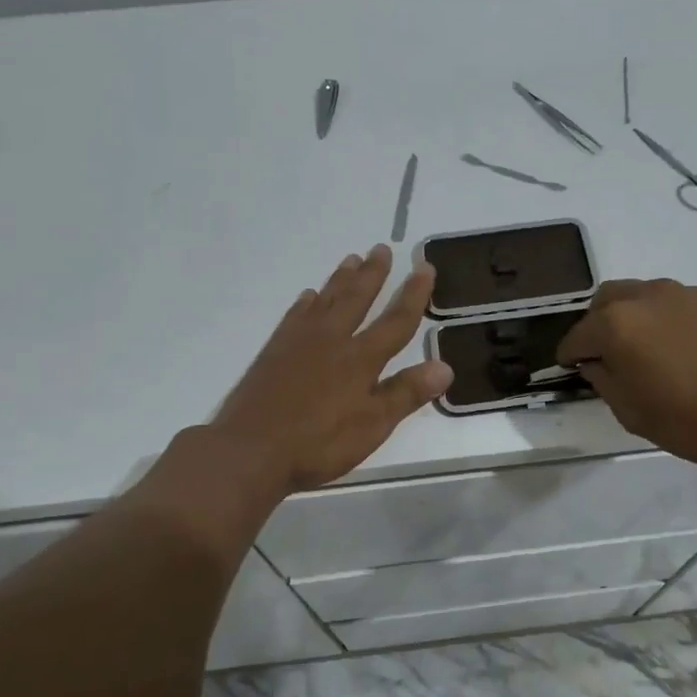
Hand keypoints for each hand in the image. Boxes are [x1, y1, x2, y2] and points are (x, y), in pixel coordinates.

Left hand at [212, 245, 452, 493]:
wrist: (251, 449)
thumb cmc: (318, 443)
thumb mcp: (372, 426)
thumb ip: (406, 394)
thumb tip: (445, 365)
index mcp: (361, 359)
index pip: (396, 321)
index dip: (413, 295)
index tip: (424, 267)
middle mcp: (332, 340)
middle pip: (357, 299)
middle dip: (373, 274)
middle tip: (381, 248)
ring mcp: (299, 342)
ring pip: (326, 300)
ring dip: (341, 279)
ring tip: (351, 259)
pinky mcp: (274, 351)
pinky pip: (295, 316)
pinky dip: (306, 303)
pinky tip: (308, 297)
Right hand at [556, 279, 696, 481]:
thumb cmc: (686, 419)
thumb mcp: (628, 410)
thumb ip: (602, 378)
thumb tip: (595, 363)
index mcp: (614, 323)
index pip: (576, 337)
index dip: (569, 356)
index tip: (570, 370)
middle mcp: (642, 296)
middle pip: (603, 302)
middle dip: (595, 326)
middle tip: (602, 357)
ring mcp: (678, 293)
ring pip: (635, 295)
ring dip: (625, 317)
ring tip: (636, 350)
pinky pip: (665, 302)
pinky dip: (655, 317)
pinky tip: (667, 347)